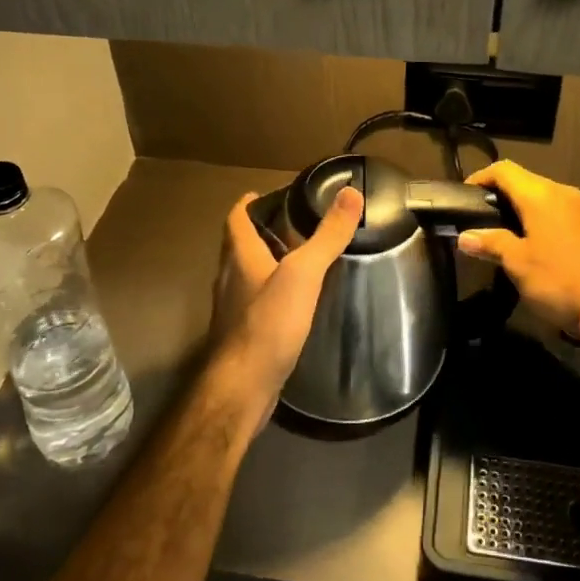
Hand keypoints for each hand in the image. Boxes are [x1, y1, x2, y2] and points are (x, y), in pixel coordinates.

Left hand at [210, 185, 362, 413]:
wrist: (242, 387)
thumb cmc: (268, 323)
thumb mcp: (303, 273)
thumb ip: (327, 235)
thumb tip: (351, 193)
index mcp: (239, 257)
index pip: (236, 219)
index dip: (248, 204)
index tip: (265, 195)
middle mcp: (229, 279)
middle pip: (239, 246)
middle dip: (261, 232)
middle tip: (292, 225)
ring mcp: (232, 309)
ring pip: (246, 275)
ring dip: (265, 263)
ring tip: (297, 260)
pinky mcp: (241, 335)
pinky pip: (253, 303)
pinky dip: (269, 293)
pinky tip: (291, 303)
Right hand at [456, 161, 579, 339]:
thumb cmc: (558, 278)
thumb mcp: (517, 262)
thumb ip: (491, 243)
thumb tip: (465, 237)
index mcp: (540, 195)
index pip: (503, 170)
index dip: (481, 177)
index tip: (464, 196)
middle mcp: (561, 193)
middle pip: (523, 181)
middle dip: (499, 194)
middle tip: (479, 216)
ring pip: (542, 197)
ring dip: (520, 208)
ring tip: (501, 231)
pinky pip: (557, 212)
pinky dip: (539, 220)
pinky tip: (531, 243)